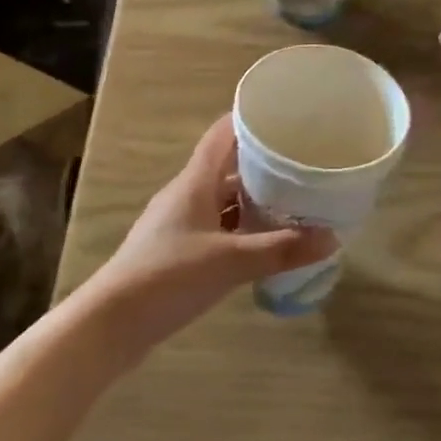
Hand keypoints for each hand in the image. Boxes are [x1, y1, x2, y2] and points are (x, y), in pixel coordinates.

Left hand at [88, 115, 337, 351]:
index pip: (222, 134)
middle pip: (226, 166)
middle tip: (300, 160)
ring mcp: (178, 223)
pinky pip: (215, 225)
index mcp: (195, 182)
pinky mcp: (175, 250)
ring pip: (221, 199)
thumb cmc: (168, 277)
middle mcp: (186, 194)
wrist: (109, 326)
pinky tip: (261, 241)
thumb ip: (280, 249)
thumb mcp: (230, 263)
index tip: (283, 114)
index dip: (249, 119)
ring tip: (290, 199)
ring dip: (251, 198)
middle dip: (261, 162)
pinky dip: (239, 226)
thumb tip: (331, 237)